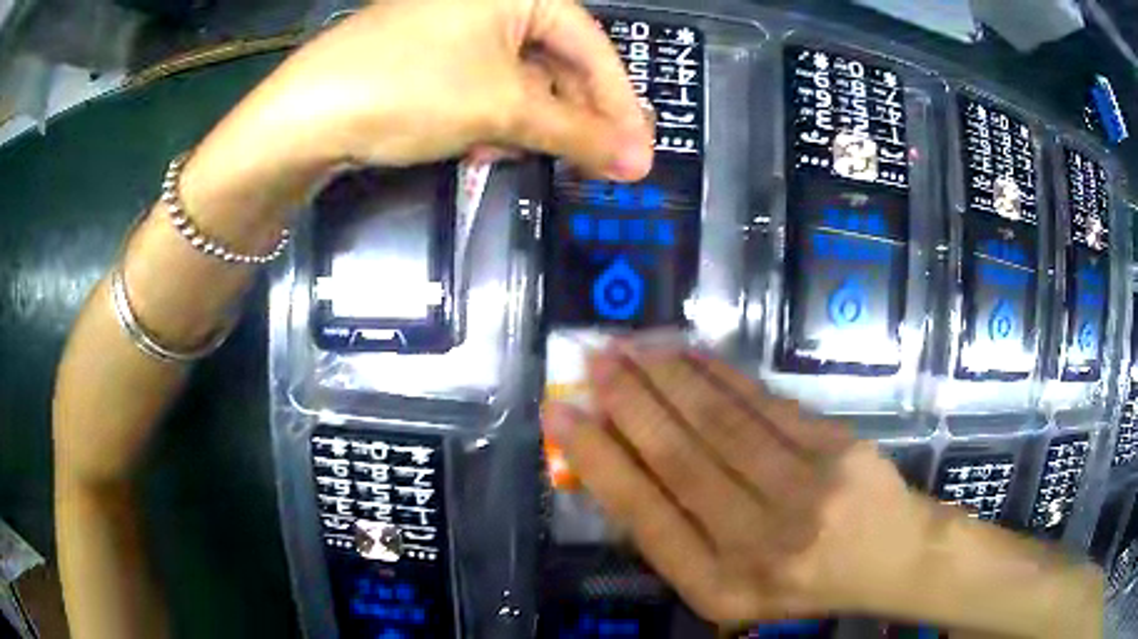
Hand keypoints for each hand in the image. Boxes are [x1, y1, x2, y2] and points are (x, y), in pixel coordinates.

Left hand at [184, 0, 653, 220]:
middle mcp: (487, 1)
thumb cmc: (409, 89)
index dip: (618, 99)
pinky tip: (486, 147)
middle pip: (554, 60)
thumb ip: (576, 133)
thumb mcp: (500, 109)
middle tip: (600, 163)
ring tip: (536, 158)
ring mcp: (453, 28)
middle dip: (575, 115)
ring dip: (532, 122)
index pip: (589, 43)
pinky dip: (493, 118)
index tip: (638, 149)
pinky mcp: (427, 57)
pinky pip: (482, 85)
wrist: (304, 117)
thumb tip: (639, 163)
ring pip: (518, 78)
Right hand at [542, 344, 932, 626]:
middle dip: (628, 402)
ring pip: (720, 422)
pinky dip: (720, 374)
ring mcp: (804, 492)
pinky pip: (765, 404)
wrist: (888, 557)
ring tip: (631, 347)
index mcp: (718, 586)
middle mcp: (758, 543)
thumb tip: (618, 463)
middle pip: (680, 459)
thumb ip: (676, 538)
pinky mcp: (836, 449)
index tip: (562, 413)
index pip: (644, 515)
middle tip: (593, 360)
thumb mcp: (726, 586)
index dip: (598, 459)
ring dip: (669, 377)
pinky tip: (689, 354)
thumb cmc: (799, 581)